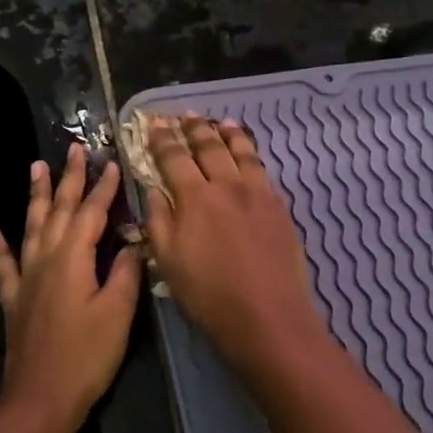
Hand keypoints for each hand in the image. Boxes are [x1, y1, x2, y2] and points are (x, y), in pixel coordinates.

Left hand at [0, 143, 144, 431]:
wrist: (41, 397)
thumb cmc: (87, 355)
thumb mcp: (118, 312)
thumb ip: (125, 271)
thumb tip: (132, 241)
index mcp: (73, 258)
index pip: (92, 212)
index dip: (104, 187)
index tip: (113, 161)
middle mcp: (46, 257)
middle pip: (58, 209)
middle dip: (69, 178)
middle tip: (74, 149)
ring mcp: (25, 277)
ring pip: (31, 225)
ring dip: (35, 195)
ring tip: (35, 166)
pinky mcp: (13, 298)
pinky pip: (4, 263)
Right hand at [143, 115, 330, 374]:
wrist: (268, 316)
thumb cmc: (208, 295)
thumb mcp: (167, 261)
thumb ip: (158, 219)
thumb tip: (153, 188)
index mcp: (195, 198)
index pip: (174, 158)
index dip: (162, 139)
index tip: (154, 124)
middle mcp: (228, 185)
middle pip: (210, 147)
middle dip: (195, 129)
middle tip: (186, 116)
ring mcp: (258, 194)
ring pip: (242, 152)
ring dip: (228, 134)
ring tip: (221, 122)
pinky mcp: (279, 207)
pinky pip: (263, 170)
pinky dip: (252, 154)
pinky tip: (249, 155)